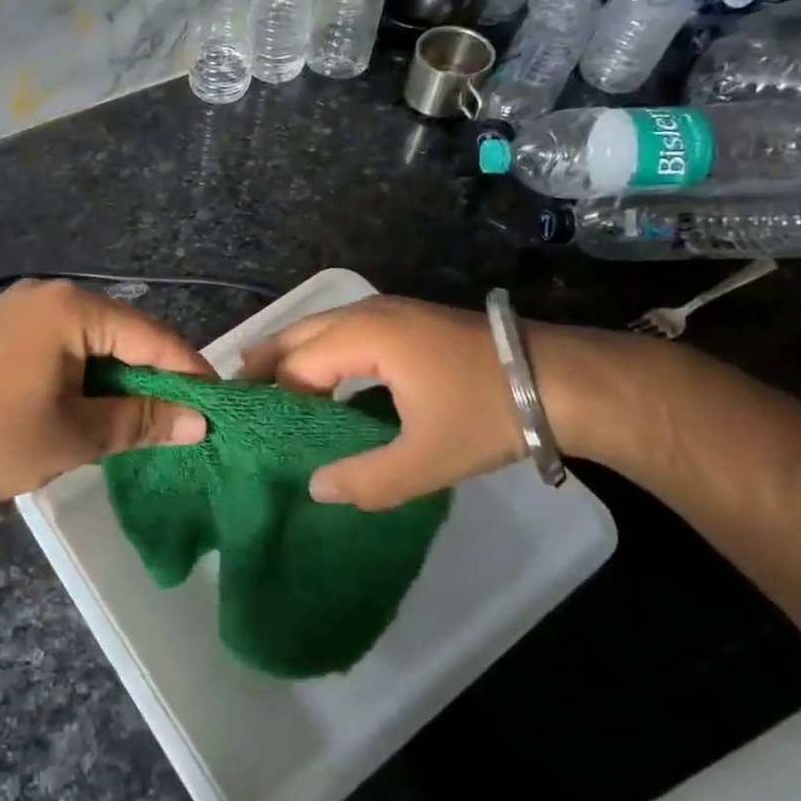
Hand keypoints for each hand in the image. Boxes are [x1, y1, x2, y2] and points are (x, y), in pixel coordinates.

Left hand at [0, 279, 212, 522]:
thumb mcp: (76, 435)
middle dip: (153, 375)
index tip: (217, 405)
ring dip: (117, 376)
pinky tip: (91, 403)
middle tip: (183, 416)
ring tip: (143, 416)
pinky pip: (59, 344)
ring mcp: (16, 308)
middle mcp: (46, 293)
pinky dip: (83, 372)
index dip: (188, 371)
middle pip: (121, 332)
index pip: (150, 336)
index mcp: (70, 307)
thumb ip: (142, 422)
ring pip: (89, 339)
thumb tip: (200, 421)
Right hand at [239, 297, 547, 509]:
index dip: (272, 398)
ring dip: (291, 356)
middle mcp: (367, 313)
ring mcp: (388, 312)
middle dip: (264, 363)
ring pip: (319, 329)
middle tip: (238, 398)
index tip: (252, 430)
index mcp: (364, 337)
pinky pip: (342, 332)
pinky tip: (320, 382)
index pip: (296, 365)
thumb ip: (366, 479)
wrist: (562, 378)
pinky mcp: (405, 321)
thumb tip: (315, 488)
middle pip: (297, 333)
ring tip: (268, 391)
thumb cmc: (489, 413)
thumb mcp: (428, 458)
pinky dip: (319, 353)